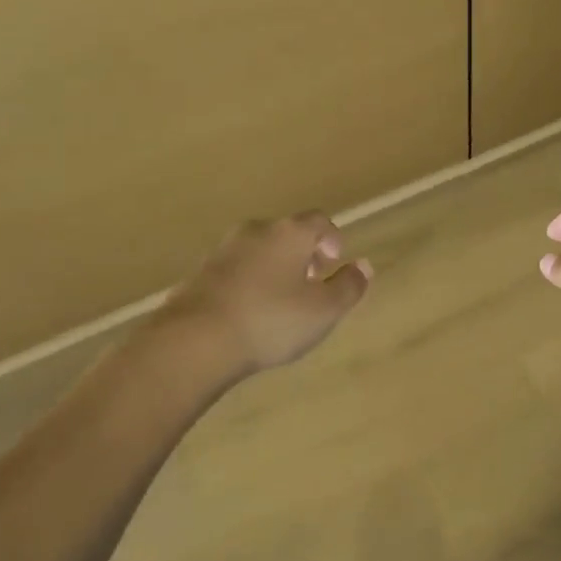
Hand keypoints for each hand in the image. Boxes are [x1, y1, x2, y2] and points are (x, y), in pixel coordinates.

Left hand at [159, 213, 371, 376]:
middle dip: (303, 253)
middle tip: (311, 282)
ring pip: (259, 250)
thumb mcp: (324, 311)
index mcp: (289, 233)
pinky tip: (250, 311)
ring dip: (275, 267)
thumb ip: (349, 286)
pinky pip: (235, 269)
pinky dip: (249, 281)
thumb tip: (364, 266)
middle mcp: (256, 231)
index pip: (318, 221)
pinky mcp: (200, 272)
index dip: (331, 238)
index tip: (334, 262)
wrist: (196, 339)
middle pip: (287, 233)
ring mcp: (223, 250)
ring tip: (281, 300)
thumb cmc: (271, 320)